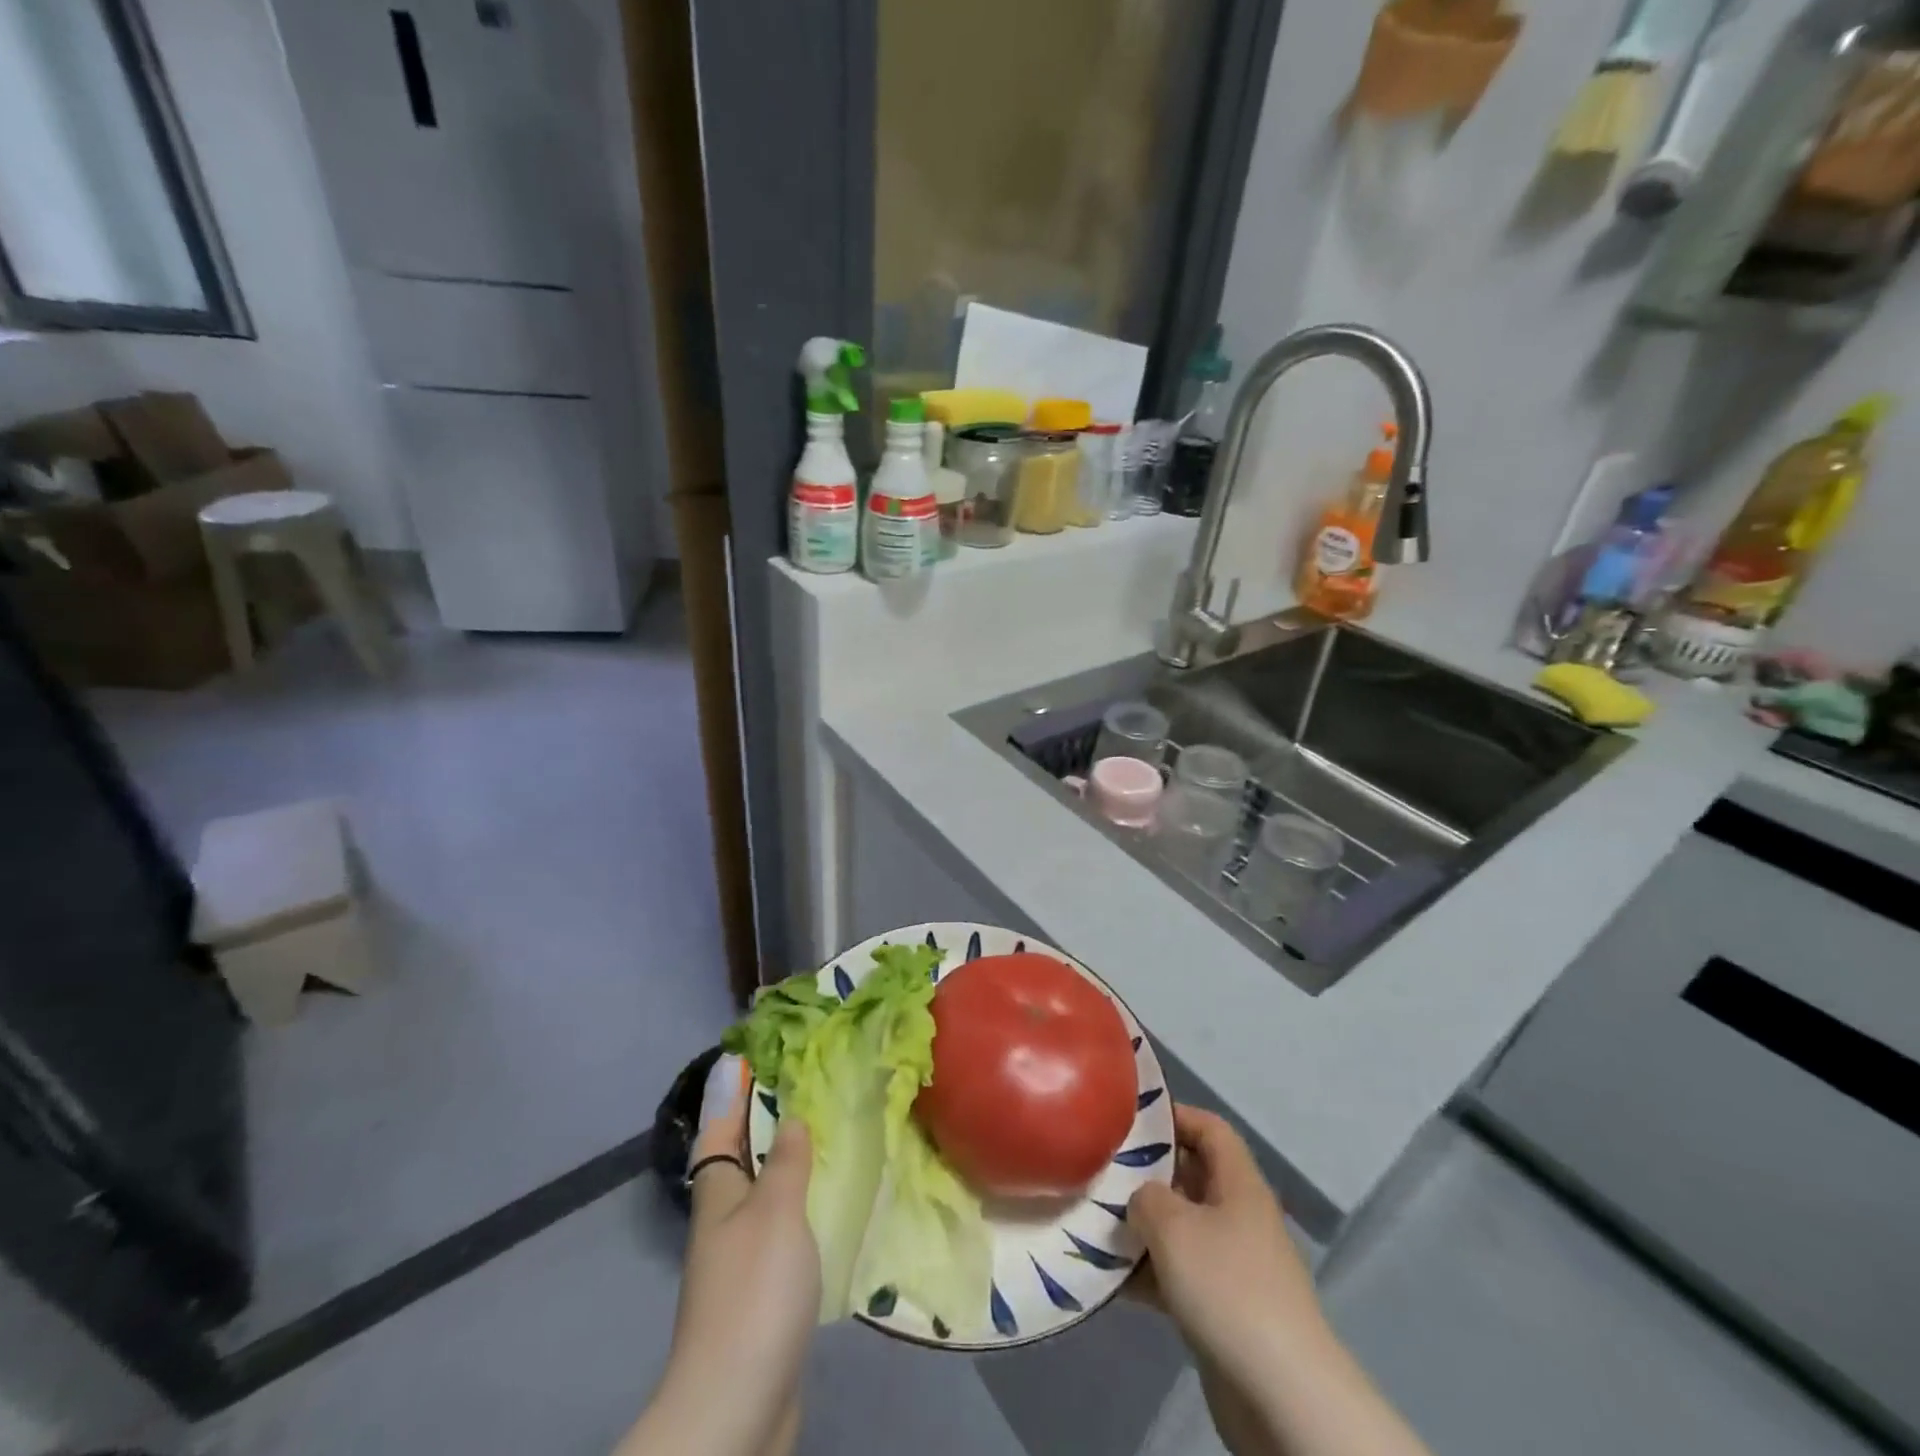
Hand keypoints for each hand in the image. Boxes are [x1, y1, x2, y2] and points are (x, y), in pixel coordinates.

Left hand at [624, 1057, 816, 1455]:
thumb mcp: (776, 1212)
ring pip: (763, 1192)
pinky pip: (782, 1228)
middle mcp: (724, 1219)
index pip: (719, 1127)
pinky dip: (800, 1205)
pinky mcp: (762, 1293)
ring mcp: (741, 1260)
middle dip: (762, 1121)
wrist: (736, 1405)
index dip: (729, 1091)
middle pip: (739, 1157)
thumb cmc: (754, 1292)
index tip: (745, 1055)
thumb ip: (785, 1162)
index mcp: (719, 1192)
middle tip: (801, 1085)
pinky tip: (829, 1203)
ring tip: (823, 1133)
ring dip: (786, 1162)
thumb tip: (790, 1117)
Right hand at [1127, 1105, 1328, 1388]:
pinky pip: (1178, 1275)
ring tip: (1095, 1223)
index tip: (1130, 1120)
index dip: (1174, 1115)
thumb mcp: (1173, 1225)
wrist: (1281, 1394)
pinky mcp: (1222, 1309)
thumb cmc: (1227, 1286)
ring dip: (1141, 1227)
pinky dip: (1147, 1273)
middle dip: (1146, 1173)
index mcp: (1239, 1184)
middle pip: (1190, 1177)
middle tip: (1101, 1171)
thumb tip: (1141, 1200)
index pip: (1209, 1128)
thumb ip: (1146, 1197)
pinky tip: (1109, 1278)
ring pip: (1180, 1228)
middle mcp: (1238, 1216)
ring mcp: (1232, 1265)